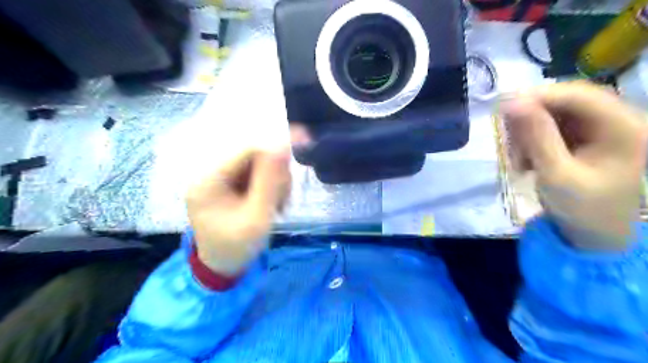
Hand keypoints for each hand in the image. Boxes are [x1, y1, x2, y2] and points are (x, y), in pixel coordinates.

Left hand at [186, 147, 289, 273]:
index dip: (275, 149)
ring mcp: (218, 179)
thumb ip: (270, 182)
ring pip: (257, 165)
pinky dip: (269, 186)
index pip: (247, 150)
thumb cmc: (237, 247)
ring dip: (274, 182)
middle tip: (284, 198)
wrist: (222, 267)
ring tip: (278, 205)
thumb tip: (282, 146)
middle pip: (253, 156)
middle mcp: (210, 173)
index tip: (302, 152)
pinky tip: (272, 203)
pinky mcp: (227, 185)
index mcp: (209, 179)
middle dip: (275, 174)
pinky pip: (254, 175)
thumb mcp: (257, 217)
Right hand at [506, 80, 647, 250]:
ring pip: (552, 115)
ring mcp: (598, 129)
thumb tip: (512, 103)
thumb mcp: (556, 173)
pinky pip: (549, 128)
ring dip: (527, 134)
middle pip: (565, 102)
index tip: (503, 107)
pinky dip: (531, 142)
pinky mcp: (583, 138)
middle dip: (530, 119)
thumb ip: (536, 136)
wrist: (592, 235)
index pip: (579, 95)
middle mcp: (615, 120)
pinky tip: (525, 162)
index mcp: (624, 128)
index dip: (539, 96)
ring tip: (517, 160)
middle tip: (507, 140)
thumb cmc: (581, 209)